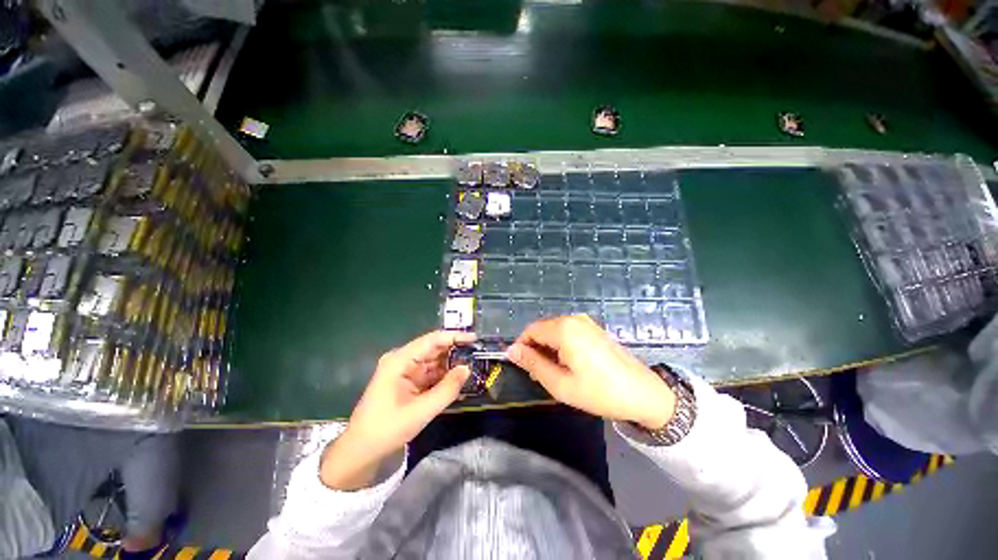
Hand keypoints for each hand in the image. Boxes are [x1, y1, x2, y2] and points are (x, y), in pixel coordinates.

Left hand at [320, 331, 474, 489]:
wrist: (361, 451)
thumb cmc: (387, 429)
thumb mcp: (421, 411)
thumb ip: (447, 389)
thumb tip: (467, 369)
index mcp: (400, 361)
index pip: (432, 340)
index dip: (454, 337)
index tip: (474, 339)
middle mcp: (402, 360)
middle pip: (434, 348)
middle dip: (455, 350)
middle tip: (477, 354)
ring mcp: (404, 370)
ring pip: (434, 360)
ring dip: (451, 363)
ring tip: (473, 366)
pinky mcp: (408, 380)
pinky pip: (430, 372)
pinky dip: (443, 375)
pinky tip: (458, 379)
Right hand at [506, 315, 674, 429]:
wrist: (644, 393)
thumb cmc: (600, 392)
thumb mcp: (561, 384)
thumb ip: (533, 364)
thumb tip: (512, 351)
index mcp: (564, 329)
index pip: (530, 330)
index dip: (522, 347)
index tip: (522, 366)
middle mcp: (574, 319)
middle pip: (542, 328)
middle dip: (535, 348)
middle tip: (538, 373)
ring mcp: (586, 322)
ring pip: (554, 330)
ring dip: (548, 348)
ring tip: (554, 372)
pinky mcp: (594, 328)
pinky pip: (568, 331)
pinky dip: (561, 345)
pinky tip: (568, 364)